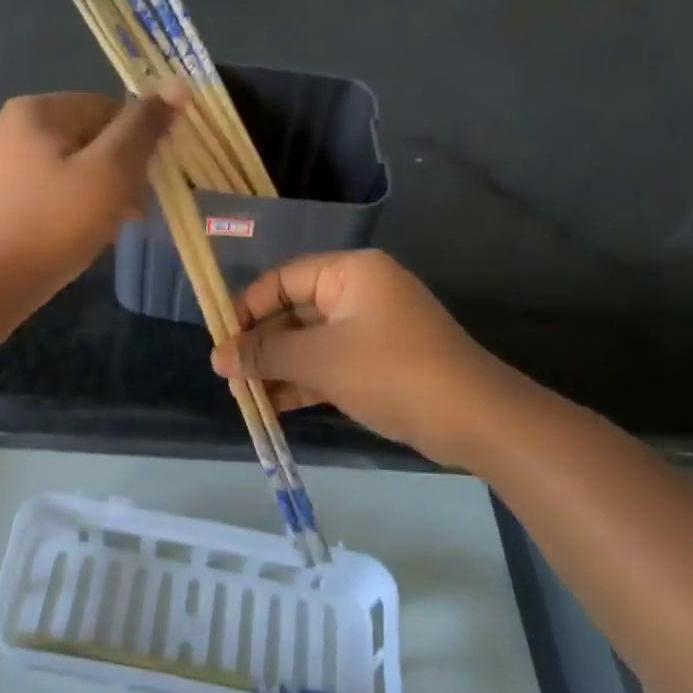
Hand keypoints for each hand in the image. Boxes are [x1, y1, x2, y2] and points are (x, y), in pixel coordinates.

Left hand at [0, 87, 183, 303]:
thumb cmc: (50, 226)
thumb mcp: (109, 174)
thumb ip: (143, 129)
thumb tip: (177, 85)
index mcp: (35, 109)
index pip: (109, 109)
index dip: (137, 146)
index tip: (147, 187)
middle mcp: (7, 125)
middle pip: (86, 138)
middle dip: (116, 174)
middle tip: (130, 216)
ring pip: (65, 167)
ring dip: (94, 193)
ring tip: (104, 232)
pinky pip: (41, 190)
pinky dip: (64, 207)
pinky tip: (71, 238)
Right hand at [210, 250, 540, 467]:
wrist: (474, 419)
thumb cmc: (391, 371)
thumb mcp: (321, 359)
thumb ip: (267, 354)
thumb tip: (218, 356)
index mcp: (350, 272)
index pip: (283, 279)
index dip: (247, 308)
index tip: (220, 339)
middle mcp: (360, 292)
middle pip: (295, 311)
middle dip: (262, 344)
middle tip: (227, 373)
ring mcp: (372, 329)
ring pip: (311, 342)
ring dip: (279, 367)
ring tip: (243, 394)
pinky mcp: (379, 363)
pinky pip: (330, 364)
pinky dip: (304, 382)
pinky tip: (273, 406)